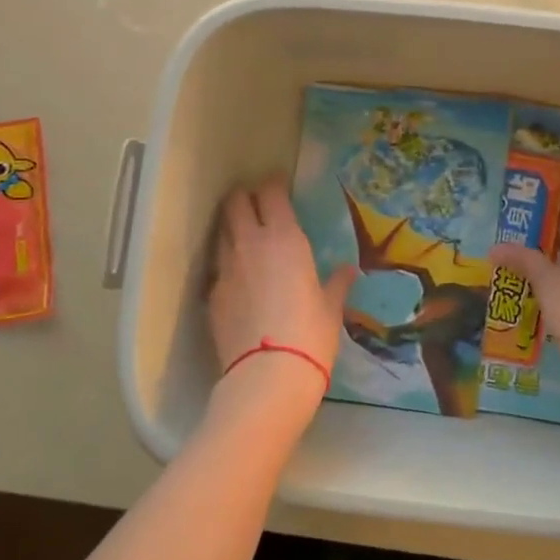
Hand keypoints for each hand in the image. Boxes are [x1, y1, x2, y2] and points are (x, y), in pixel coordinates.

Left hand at [207, 175, 356, 401]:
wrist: (268, 375)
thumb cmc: (310, 334)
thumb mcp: (330, 307)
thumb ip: (337, 283)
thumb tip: (349, 271)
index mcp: (285, 238)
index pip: (270, 194)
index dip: (272, 184)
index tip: (278, 185)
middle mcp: (250, 244)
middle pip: (235, 203)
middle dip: (243, 198)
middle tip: (255, 205)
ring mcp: (226, 268)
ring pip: (221, 232)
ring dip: (231, 229)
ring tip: (244, 239)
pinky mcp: (211, 295)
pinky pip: (217, 269)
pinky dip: (227, 266)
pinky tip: (238, 282)